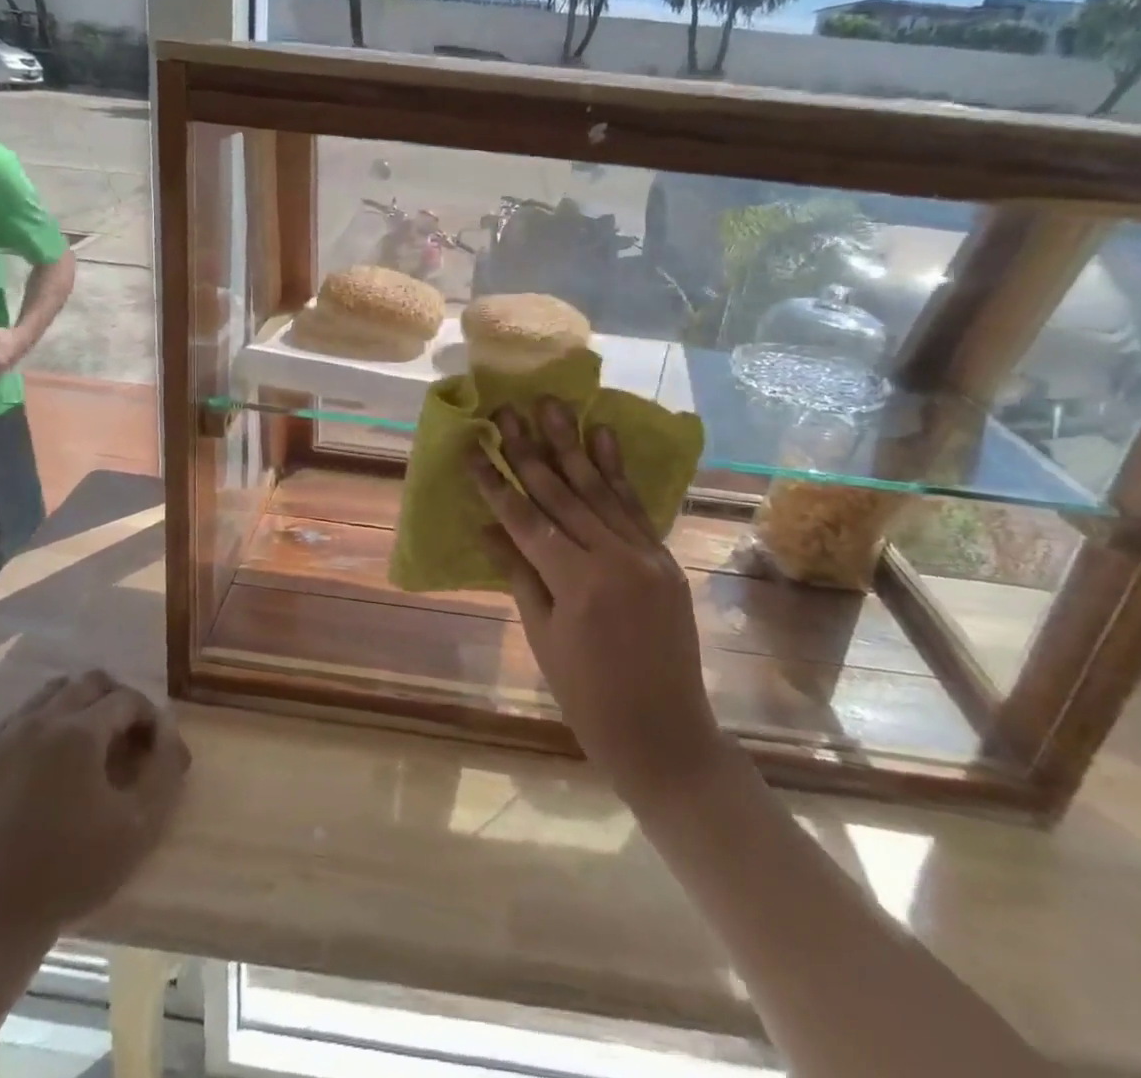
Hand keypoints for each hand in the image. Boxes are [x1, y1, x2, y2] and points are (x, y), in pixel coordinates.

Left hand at [0, 671, 189, 967]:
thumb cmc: (69, 874)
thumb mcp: (139, 826)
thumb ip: (165, 767)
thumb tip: (168, 729)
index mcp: (78, 731)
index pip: (128, 698)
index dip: (151, 719)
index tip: (158, 751)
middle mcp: (38, 721)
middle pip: (89, 682)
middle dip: (116, 702)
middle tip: (127, 741)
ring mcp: (1, 741)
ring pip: (50, 694)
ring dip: (78, 708)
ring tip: (89, 749)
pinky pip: (18, 723)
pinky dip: (43, 729)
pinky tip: (48, 769)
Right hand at [471, 400, 723, 812]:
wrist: (666, 735)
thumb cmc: (588, 698)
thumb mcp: (543, 637)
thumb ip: (520, 573)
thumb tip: (488, 526)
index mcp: (576, 583)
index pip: (525, 518)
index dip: (495, 480)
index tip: (474, 445)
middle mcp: (613, 558)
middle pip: (561, 492)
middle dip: (529, 449)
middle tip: (507, 409)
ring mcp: (645, 554)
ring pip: (599, 488)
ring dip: (572, 443)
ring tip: (552, 404)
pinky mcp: (664, 557)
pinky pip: (635, 505)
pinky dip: (616, 469)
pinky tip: (603, 434)